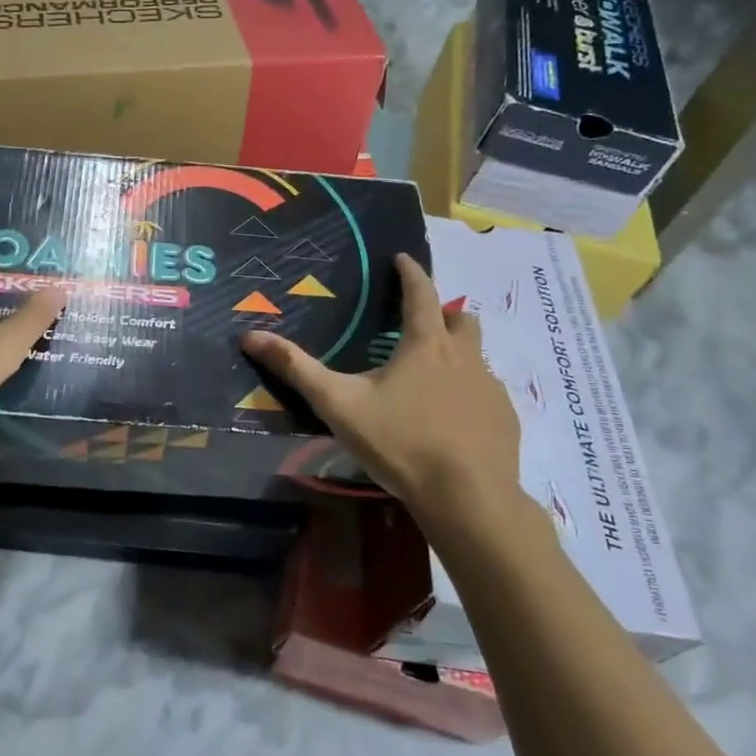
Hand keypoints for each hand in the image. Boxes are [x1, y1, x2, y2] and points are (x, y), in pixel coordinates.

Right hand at [240, 253, 527, 521]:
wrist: (468, 497)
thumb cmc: (400, 442)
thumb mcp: (339, 404)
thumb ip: (297, 369)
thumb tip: (250, 336)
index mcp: (425, 345)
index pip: (420, 292)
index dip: (409, 272)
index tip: (402, 259)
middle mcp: (464, 357)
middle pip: (460, 318)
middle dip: (441, 312)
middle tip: (420, 323)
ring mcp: (490, 387)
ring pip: (477, 355)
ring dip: (458, 352)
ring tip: (433, 374)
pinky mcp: (505, 418)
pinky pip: (487, 392)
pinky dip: (470, 392)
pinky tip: (453, 419)